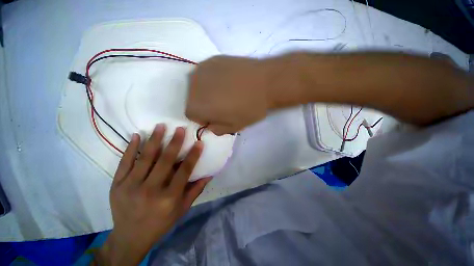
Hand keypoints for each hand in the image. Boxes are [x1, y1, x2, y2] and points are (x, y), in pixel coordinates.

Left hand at [95, 124, 211, 264]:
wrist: (130, 237)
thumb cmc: (161, 223)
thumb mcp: (182, 209)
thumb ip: (196, 190)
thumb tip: (209, 174)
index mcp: (168, 198)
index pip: (184, 172)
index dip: (193, 156)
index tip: (199, 143)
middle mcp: (150, 190)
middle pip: (164, 161)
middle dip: (174, 143)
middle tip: (180, 128)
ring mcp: (130, 186)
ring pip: (144, 158)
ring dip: (154, 140)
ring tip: (161, 126)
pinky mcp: (117, 185)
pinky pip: (124, 163)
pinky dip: (130, 148)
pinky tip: (137, 136)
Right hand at [186, 56, 273, 134]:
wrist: (266, 83)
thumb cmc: (249, 108)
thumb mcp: (233, 127)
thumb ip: (217, 129)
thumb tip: (211, 125)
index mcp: (196, 106)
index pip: (192, 115)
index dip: (205, 118)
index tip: (218, 117)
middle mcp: (192, 86)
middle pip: (193, 100)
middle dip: (205, 105)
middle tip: (223, 105)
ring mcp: (201, 69)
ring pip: (199, 86)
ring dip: (208, 92)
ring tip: (226, 92)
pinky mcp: (212, 59)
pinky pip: (207, 74)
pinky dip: (214, 80)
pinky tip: (229, 80)